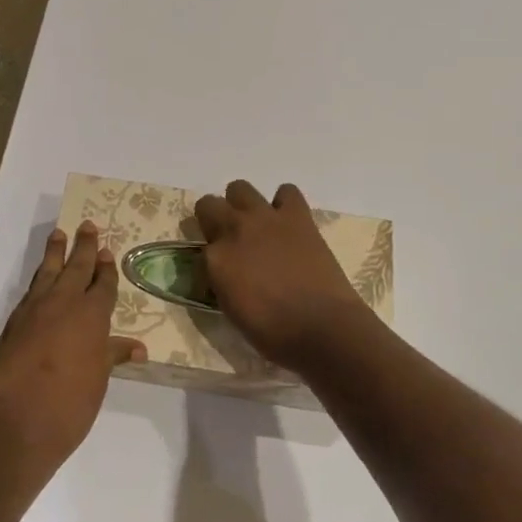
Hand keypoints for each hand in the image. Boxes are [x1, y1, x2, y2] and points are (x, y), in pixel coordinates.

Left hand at [0, 221, 145, 476]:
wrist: (14, 421)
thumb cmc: (68, 404)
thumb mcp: (98, 380)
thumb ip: (112, 356)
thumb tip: (137, 347)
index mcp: (91, 315)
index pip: (102, 284)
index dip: (106, 268)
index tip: (107, 251)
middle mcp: (64, 303)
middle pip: (76, 267)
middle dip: (84, 246)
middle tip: (87, 225)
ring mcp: (34, 310)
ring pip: (48, 271)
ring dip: (55, 252)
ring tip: (59, 233)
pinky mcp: (13, 323)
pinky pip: (31, 290)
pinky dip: (39, 279)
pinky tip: (40, 279)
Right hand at [194, 181, 376, 372]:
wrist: (323, 328)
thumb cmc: (274, 333)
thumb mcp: (232, 311)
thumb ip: (221, 283)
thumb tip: (223, 273)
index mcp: (215, 259)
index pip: (198, 249)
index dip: (207, 260)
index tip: (217, 273)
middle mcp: (234, 230)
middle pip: (208, 205)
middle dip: (213, 220)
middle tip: (228, 241)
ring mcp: (266, 218)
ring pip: (239, 188)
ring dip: (242, 204)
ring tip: (255, 225)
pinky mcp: (297, 216)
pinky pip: (286, 192)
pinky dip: (284, 203)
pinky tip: (286, 222)